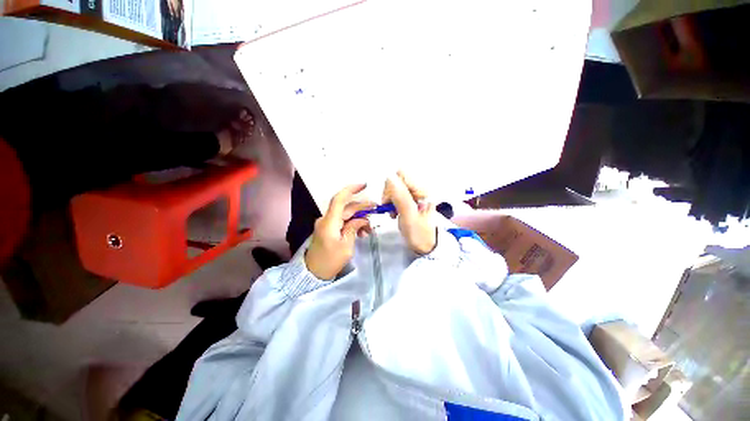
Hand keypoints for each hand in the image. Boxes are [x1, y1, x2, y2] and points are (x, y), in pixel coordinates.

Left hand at [305, 184, 373, 279]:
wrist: (313, 273)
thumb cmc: (330, 261)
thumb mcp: (346, 246)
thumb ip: (354, 228)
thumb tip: (362, 219)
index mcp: (329, 221)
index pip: (339, 199)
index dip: (351, 189)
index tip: (364, 185)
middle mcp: (327, 219)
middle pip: (346, 208)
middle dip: (362, 208)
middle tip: (376, 210)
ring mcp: (327, 224)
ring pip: (346, 215)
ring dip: (359, 219)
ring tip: (369, 229)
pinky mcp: (328, 229)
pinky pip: (342, 222)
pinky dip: (352, 224)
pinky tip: (362, 232)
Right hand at [382, 171, 436, 254]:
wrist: (426, 246)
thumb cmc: (419, 233)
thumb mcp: (409, 215)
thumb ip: (400, 196)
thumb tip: (390, 177)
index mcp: (422, 190)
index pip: (401, 175)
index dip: (392, 186)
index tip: (389, 201)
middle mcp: (419, 189)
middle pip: (397, 180)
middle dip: (390, 194)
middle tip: (391, 208)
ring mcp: (415, 195)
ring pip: (395, 188)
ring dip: (390, 199)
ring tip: (393, 212)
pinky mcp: (410, 201)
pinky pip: (397, 196)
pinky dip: (392, 203)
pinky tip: (395, 212)